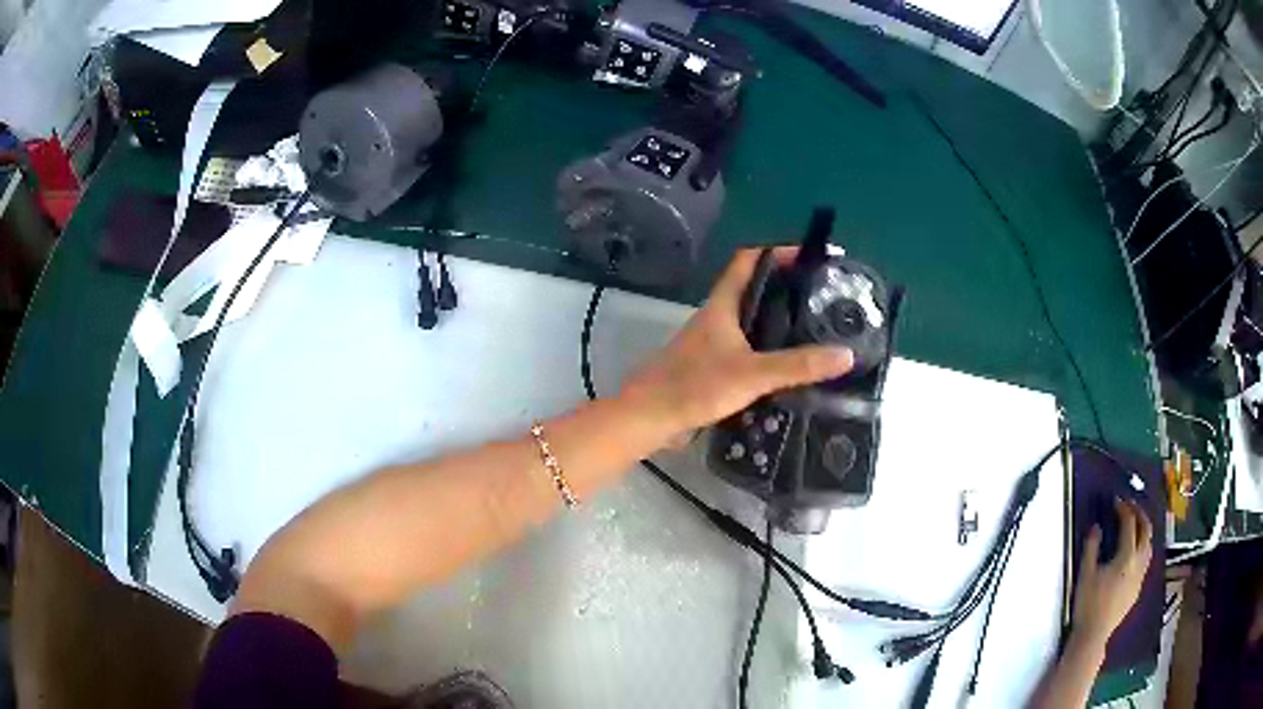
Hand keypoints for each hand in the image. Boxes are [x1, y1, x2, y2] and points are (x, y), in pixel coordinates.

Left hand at [620, 248, 853, 438]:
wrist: (650, 418)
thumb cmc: (695, 386)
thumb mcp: (752, 374)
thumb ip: (798, 365)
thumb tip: (846, 354)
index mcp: (722, 305)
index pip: (748, 261)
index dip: (777, 251)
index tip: (810, 256)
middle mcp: (717, 316)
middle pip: (753, 288)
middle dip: (785, 286)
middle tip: (821, 296)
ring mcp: (713, 342)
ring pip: (750, 320)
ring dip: (777, 318)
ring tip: (814, 326)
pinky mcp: (712, 366)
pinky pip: (747, 347)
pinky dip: (768, 347)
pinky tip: (788, 364)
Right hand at [1072, 498, 1153, 648]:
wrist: (1093, 635)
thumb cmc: (1088, 604)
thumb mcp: (1085, 575)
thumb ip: (1092, 548)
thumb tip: (1097, 527)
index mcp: (1126, 556)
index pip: (1129, 524)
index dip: (1124, 509)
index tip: (1116, 501)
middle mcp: (1139, 561)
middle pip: (1146, 530)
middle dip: (1139, 514)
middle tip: (1129, 506)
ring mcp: (1140, 575)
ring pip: (1149, 544)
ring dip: (1144, 530)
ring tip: (1135, 525)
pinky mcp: (1138, 587)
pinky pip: (1146, 559)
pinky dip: (1143, 547)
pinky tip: (1134, 553)